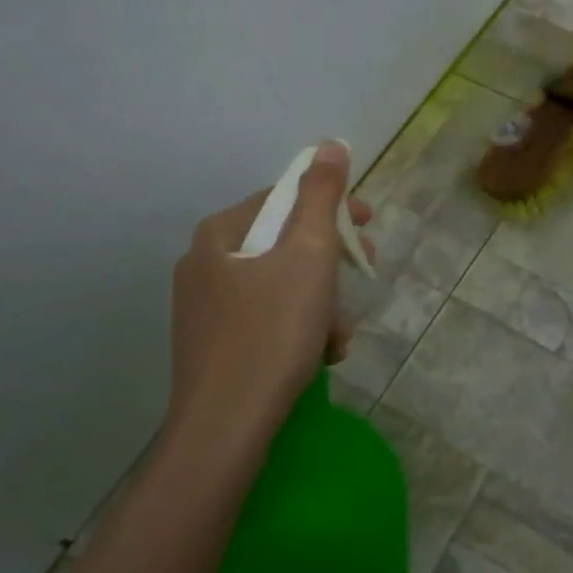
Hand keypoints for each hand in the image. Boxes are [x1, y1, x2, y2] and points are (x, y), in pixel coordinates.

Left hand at [166, 140, 373, 430]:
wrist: (226, 427)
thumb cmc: (272, 331)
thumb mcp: (309, 254)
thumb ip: (321, 195)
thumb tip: (329, 144)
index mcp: (219, 235)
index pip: (283, 199)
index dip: (332, 208)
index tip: (370, 226)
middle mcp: (203, 265)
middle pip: (283, 245)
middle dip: (330, 265)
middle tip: (363, 277)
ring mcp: (203, 310)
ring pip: (278, 287)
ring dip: (320, 304)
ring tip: (339, 337)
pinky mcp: (211, 348)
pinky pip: (265, 321)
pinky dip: (298, 330)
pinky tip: (319, 357)